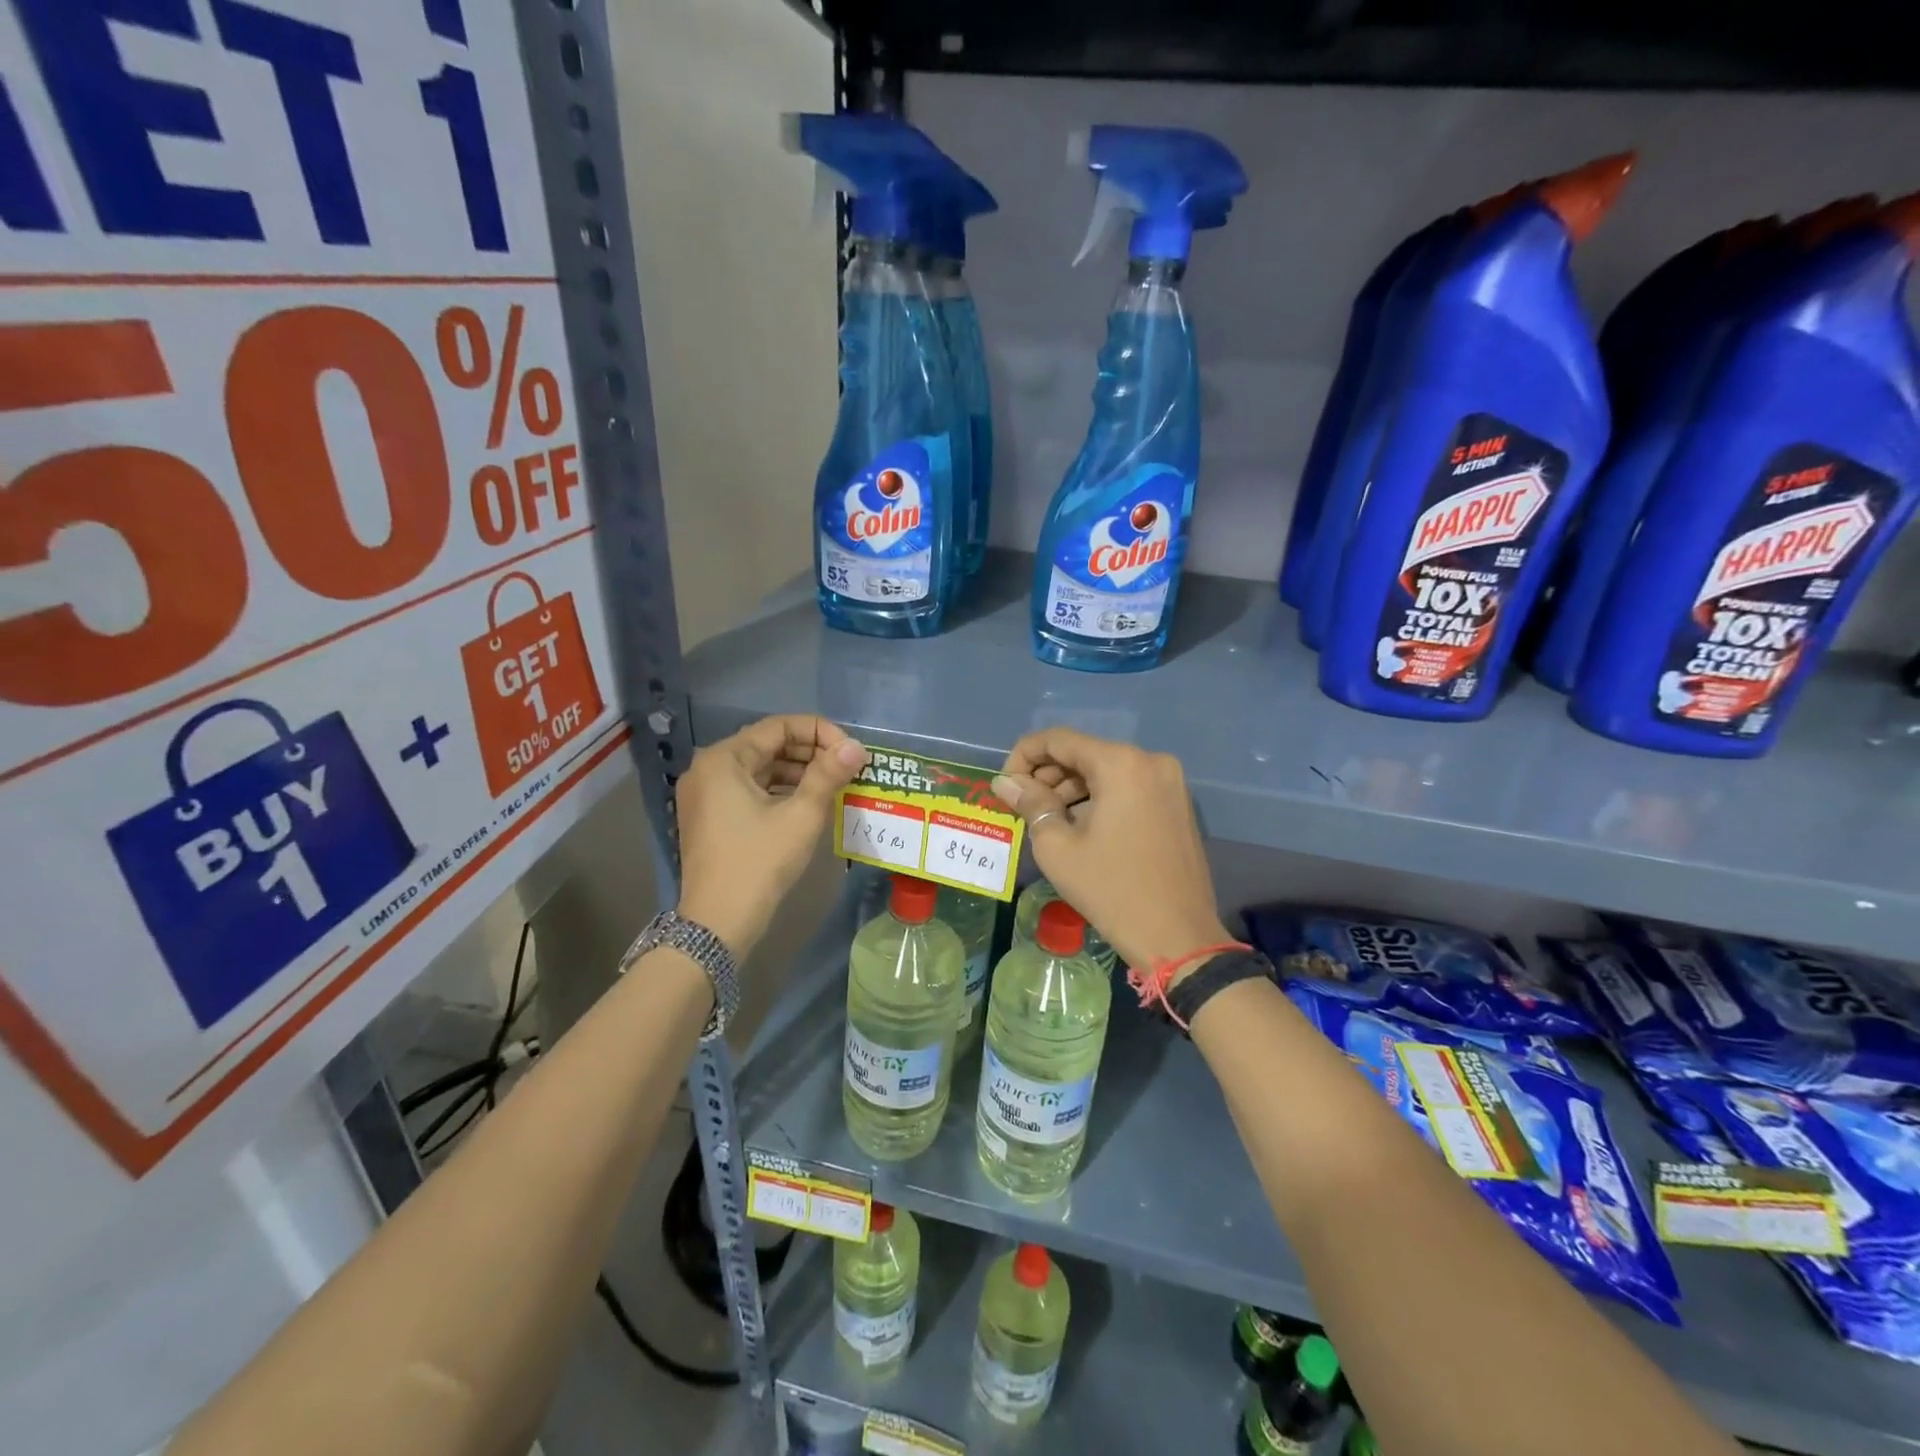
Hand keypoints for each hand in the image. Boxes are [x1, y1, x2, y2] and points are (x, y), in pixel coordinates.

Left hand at [675, 715, 867, 954]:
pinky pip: (750, 789)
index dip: (819, 732)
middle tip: (847, 767)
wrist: (718, 923)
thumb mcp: (801, 815)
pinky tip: (809, 801)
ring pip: (760, 768)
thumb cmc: (760, 862)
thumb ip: (828, 774)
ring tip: (835, 783)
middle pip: (768, 745)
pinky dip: (780, 790)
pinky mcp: (710, 817)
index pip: (778, 727)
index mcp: (724, 759)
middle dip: (811, 752)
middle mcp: (708, 768)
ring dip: (798, 772)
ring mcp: (706, 794)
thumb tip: (856, 747)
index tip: (850, 751)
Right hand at [993, 728, 1230, 974]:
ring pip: (1106, 770)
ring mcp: (1169, 781)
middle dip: (1048, 775)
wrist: (1178, 937)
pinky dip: (1099, 798)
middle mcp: (1149, 760)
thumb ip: (1030, 804)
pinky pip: (1128, 787)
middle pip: (1084, 752)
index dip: (1023, 756)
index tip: (1005, 786)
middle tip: (1024, 807)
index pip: (1058, 740)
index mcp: (1120, 764)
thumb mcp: (1058, 848)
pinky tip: (1081, 828)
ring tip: (1049, 822)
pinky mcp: (1177, 803)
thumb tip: (1005, 782)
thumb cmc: (1111, 890)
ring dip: (1072, 788)